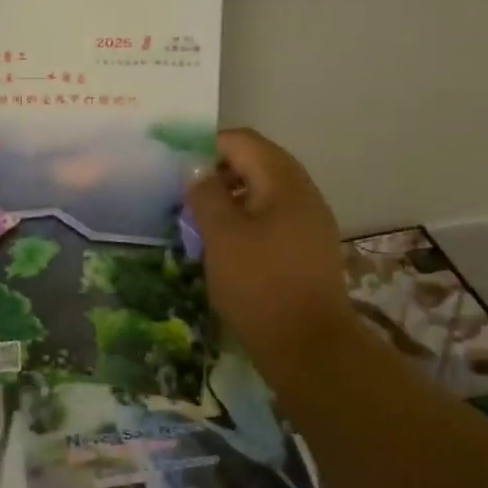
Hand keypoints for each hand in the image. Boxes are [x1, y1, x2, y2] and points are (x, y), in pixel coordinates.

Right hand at [186, 128, 358, 388]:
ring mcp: (310, 221)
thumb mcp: (221, 236)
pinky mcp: (308, 248)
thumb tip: (195, 167)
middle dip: (218, 173)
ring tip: (200, 222)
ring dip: (231, 198)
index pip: (242, 141)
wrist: (309, 346)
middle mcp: (303, 193)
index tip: (176, 168)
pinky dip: (247, 220)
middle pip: (256, 163)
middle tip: (186, 196)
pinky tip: (226, 246)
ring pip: (264, 192)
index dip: (206, 146)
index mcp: (283, 181)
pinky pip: (273, 218)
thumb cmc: (259, 284)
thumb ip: (205, 194)